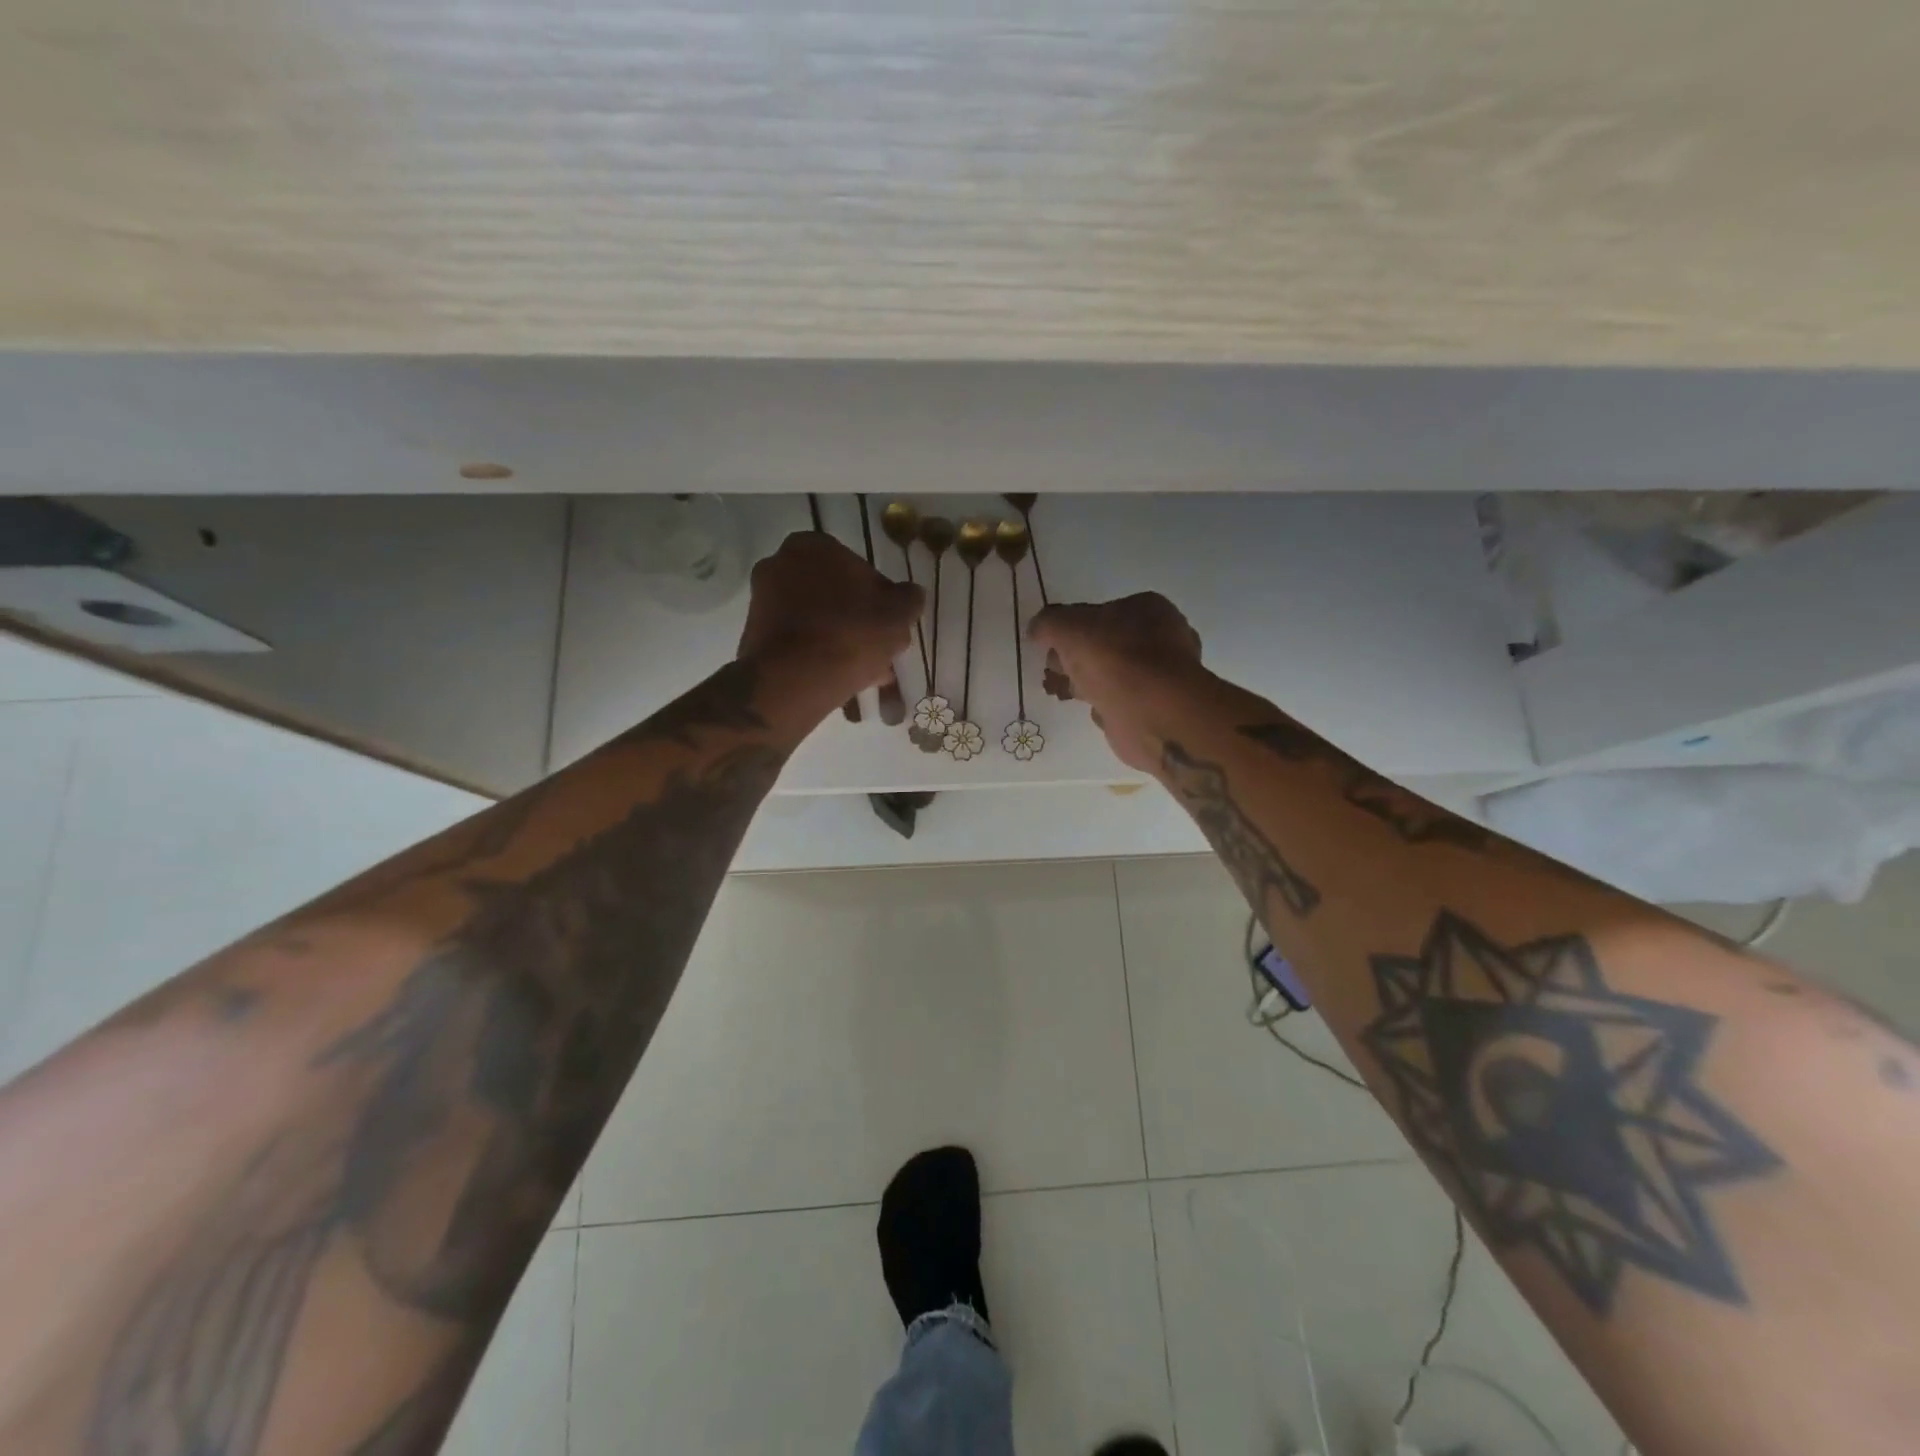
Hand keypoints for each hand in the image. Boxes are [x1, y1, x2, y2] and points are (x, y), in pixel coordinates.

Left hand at [739, 532, 923, 701]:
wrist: (793, 680)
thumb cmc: (850, 634)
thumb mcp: (898, 615)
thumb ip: (909, 598)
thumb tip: (910, 594)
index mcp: (814, 545)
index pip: (858, 568)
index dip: (879, 599)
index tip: (889, 625)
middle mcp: (780, 563)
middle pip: (833, 594)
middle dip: (856, 620)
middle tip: (877, 649)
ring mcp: (762, 599)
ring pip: (816, 620)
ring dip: (838, 640)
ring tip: (863, 672)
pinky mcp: (754, 634)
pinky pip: (797, 641)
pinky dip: (817, 655)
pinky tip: (839, 679)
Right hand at [1028, 594, 1204, 772]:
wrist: (1149, 711)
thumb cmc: (1112, 657)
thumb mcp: (1067, 627)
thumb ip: (1048, 623)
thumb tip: (1037, 629)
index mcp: (1148, 609)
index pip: (1102, 612)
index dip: (1072, 627)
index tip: (1050, 645)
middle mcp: (1162, 638)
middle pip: (1106, 645)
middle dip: (1075, 658)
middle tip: (1052, 671)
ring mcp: (1162, 676)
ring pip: (1112, 674)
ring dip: (1085, 683)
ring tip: (1058, 692)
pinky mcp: (1157, 708)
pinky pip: (1122, 701)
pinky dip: (1105, 704)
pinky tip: (1092, 710)